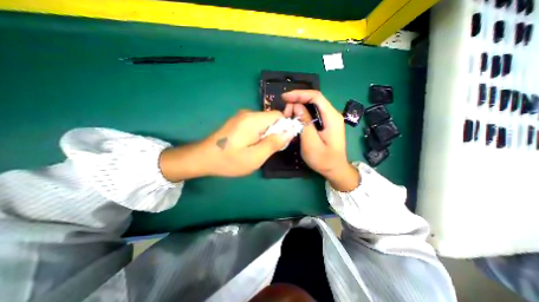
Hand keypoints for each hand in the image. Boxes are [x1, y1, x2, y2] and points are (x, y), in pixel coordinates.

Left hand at [159, 110, 293, 181]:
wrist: (203, 158)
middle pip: (271, 119)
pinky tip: (250, 146)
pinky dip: (259, 134)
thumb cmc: (229, 160)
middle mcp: (248, 114)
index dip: (284, 128)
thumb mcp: (255, 157)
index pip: (278, 115)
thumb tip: (290, 132)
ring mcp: (242, 117)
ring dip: (266, 135)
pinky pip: (256, 125)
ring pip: (264, 123)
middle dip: (275, 133)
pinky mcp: (238, 122)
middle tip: (267, 150)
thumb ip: (274, 143)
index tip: (280, 143)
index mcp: (253, 120)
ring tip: (258, 149)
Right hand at [280, 90, 359, 190]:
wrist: (335, 169)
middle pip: (313, 100)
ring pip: (312, 106)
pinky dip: (302, 114)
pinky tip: (294, 119)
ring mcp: (329, 118)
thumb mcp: (311, 143)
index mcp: (332, 117)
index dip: (299, 94)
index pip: (316, 96)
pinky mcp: (325, 123)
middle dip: (297, 102)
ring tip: (287, 116)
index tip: (284, 98)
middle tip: (285, 112)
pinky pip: (312, 113)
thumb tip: (297, 107)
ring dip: (298, 108)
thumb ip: (305, 123)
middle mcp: (332, 114)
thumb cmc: (324, 160)